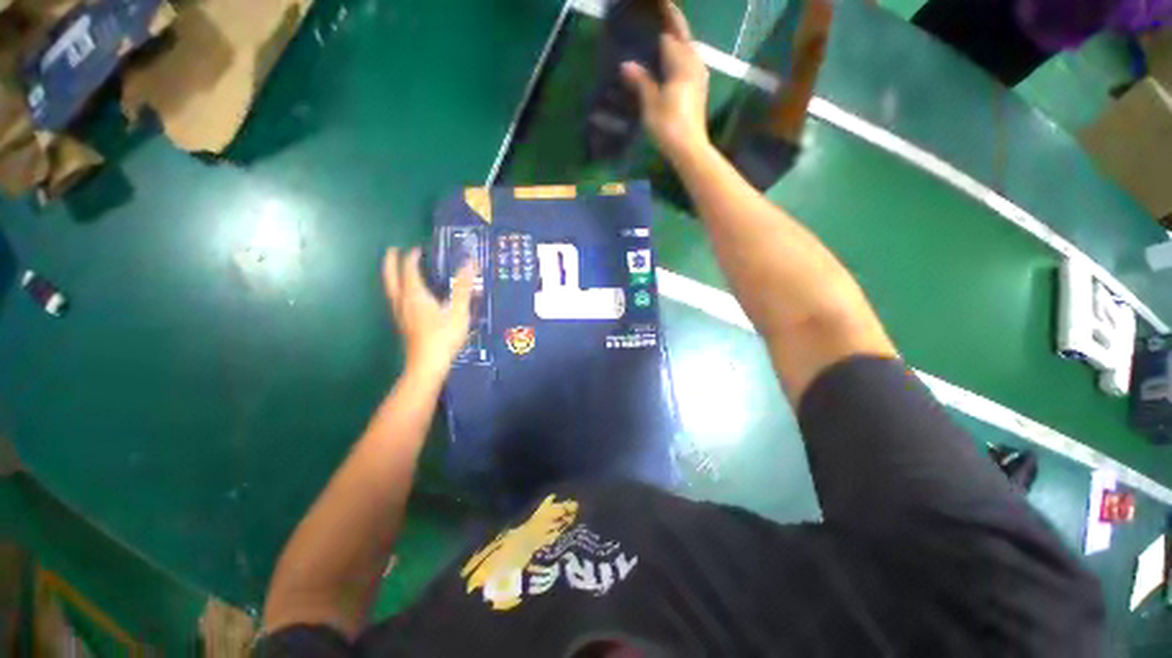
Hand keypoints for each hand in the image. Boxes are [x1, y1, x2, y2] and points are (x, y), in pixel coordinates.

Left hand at [383, 247, 474, 376]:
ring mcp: (400, 314)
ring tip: (396, 269)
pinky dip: (396, 289)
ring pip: (390, 289)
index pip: (409, 269)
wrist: (427, 365)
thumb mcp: (458, 311)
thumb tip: (469, 263)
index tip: (418, 248)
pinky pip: (395, 299)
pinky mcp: (402, 324)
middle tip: (392, 250)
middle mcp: (403, 301)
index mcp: (415, 295)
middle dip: (391, 262)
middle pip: (391, 277)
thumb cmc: (444, 337)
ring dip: (391, 275)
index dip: (412, 257)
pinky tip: (404, 295)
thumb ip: (463, 287)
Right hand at [621, 1, 711, 164]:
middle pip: (684, 38)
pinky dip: (682, 56)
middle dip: (673, 25)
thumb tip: (626, 64)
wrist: (689, 149)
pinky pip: (691, 63)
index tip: (658, 4)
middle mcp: (693, 65)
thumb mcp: (650, 104)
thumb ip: (641, 81)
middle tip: (661, 16)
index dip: (664, 18)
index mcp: (681, 63)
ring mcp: (699, 78)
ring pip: (690, 50)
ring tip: (665, 38)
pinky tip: (674, 62)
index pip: (671, 34)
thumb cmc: (669, 125)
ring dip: (679, 41)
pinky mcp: (699, 90)